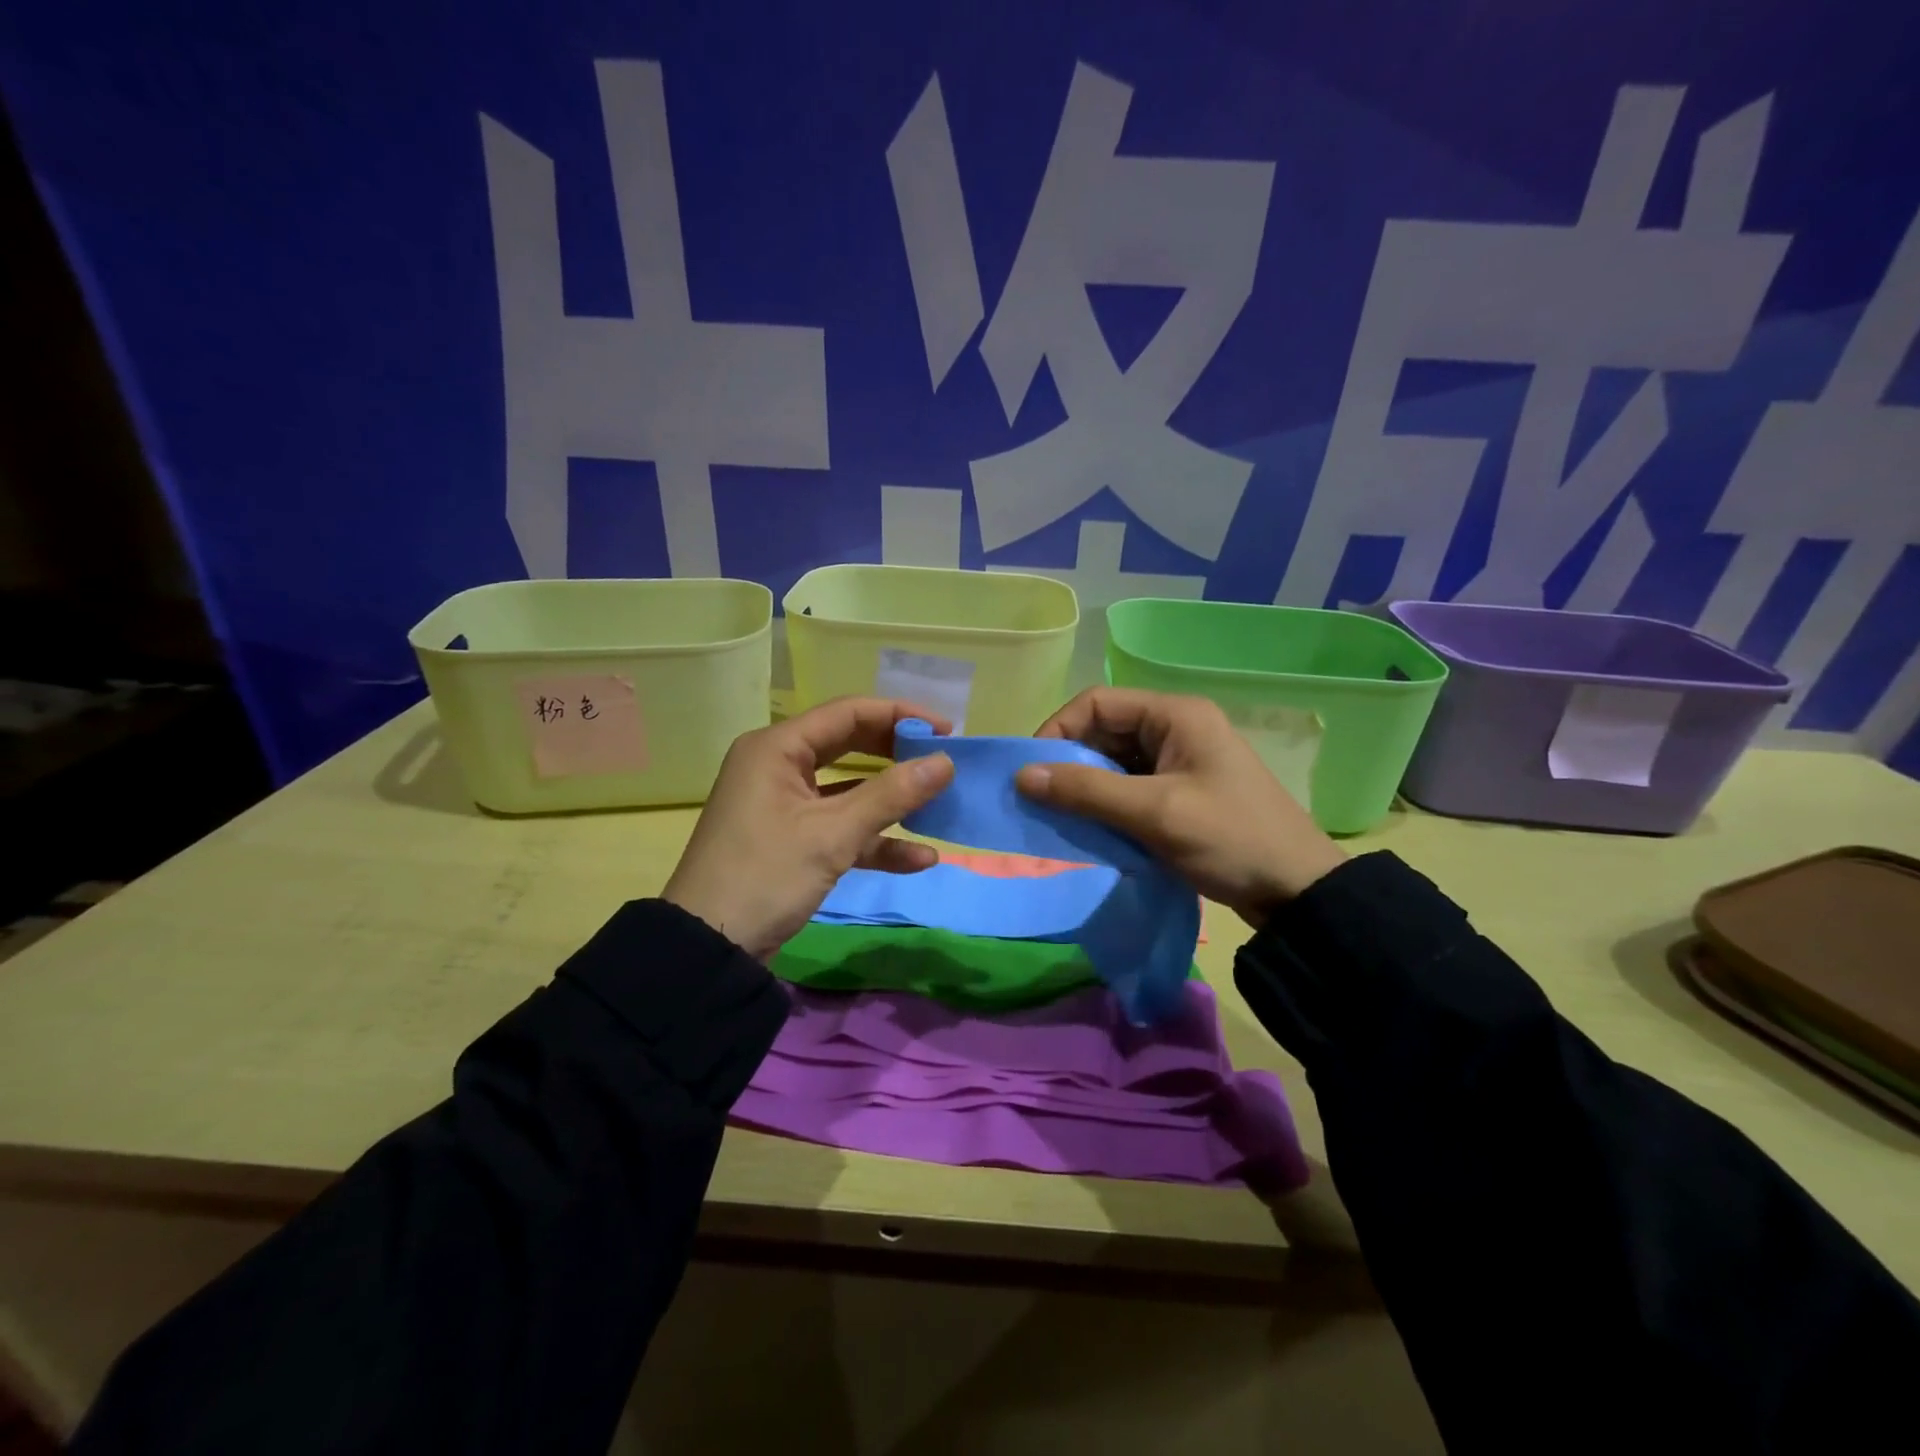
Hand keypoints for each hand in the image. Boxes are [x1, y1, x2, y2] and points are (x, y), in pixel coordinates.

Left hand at [662, 697, 954, 959]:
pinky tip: (919, 859)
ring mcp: (785, 805)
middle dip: (898, 756)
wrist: (708, 950)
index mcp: (777, 748)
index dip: (900, 716)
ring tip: (939, 807)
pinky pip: (840, 827)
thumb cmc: (766, 876)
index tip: (947, 731)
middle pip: (850, 745)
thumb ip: (892, 795)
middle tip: (943, 762)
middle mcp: (779, 766)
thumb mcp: (833, 834)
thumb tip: (946, 762)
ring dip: (892, 801)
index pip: (848, 713)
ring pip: (849, 790)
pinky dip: (875, 840)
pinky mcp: (792, 840)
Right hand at [1015, 688, 1344, 927]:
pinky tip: (1092, 828)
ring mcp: (1180, 760)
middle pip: (1104, 730)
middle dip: (1070, 761)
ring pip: (1114, 761)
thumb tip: (1022, 776)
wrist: (1298, 892)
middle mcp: (1176, 728)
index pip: (1098, 703)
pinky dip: (1107, 803)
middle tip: (1042, 800)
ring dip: (1086, 786)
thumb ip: (1087, 791)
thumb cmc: (1230, 840)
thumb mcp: (1154, 813)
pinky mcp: (1181, 790)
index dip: (1058, 730)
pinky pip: (1130, 786)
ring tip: (1062, 817)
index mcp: (1176, 714)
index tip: (1032, 772)